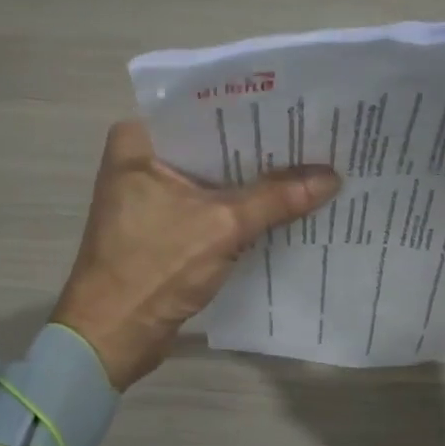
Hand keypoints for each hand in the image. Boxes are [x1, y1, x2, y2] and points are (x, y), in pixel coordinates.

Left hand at [53, 120, 340, 388]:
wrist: (112, 336)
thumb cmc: (154, 267)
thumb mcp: (222, 226)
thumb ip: (277, 197)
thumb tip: (332, 176)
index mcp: (139, 141)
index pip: (207, 110)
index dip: (257, 112)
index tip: (302, 109)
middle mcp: (143, 159)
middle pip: (215, 146)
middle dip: (263, 149)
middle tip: (317, 137)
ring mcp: (152, 194)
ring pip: (216, 178)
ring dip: (257, 181)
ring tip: (313, 166)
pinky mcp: (165, 226)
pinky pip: (212, 206)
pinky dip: (243, 209)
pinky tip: (286, 204)